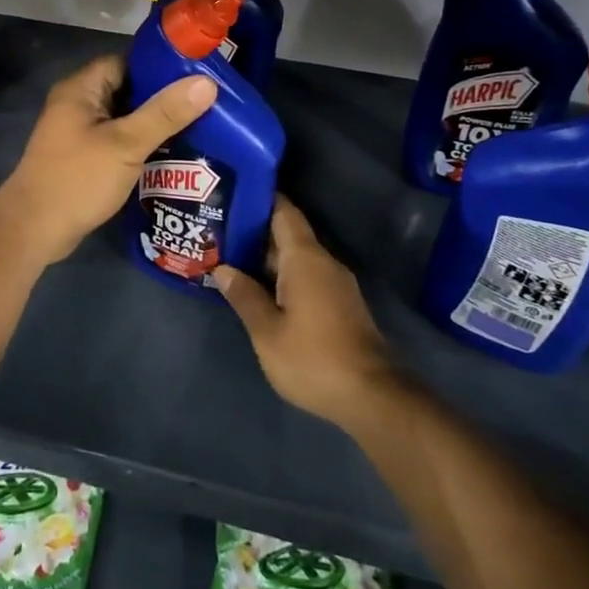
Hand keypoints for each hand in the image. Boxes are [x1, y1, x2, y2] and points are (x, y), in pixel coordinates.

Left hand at [0, 53, 216, 264]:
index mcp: (81, 88)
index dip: (161, 67)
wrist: (34, 229)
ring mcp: (79, 131)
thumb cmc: (78, 179)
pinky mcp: (84, 156)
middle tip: (207, 103)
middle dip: (163, 97)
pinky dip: (141, 143)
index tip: (199, 75)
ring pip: (125, 117)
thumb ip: (165, 113)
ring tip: (200, 126)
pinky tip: (173, 152)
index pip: (127, 62)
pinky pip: (118, 139)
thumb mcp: (126, 144)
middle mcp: (78, 103)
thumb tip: (207, 82)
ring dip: (154, 123)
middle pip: (128, 89)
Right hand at [211, 197, 395, 429]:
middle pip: (286, 234)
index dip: (259, 198)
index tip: (231, 192)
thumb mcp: (267, 330)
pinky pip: (305, 276)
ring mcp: (334, 284)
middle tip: (216, 229)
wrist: (372, 397)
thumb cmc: (313, 358)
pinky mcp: (339, 305)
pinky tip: (258, 288)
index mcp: (305, 258)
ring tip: (229, 257)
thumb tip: (222, 269)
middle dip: (253, 231)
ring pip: (295, 258)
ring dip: (265, 257)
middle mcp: (323, 262)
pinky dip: (280, 275)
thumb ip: (244, 296)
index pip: (283, 211)